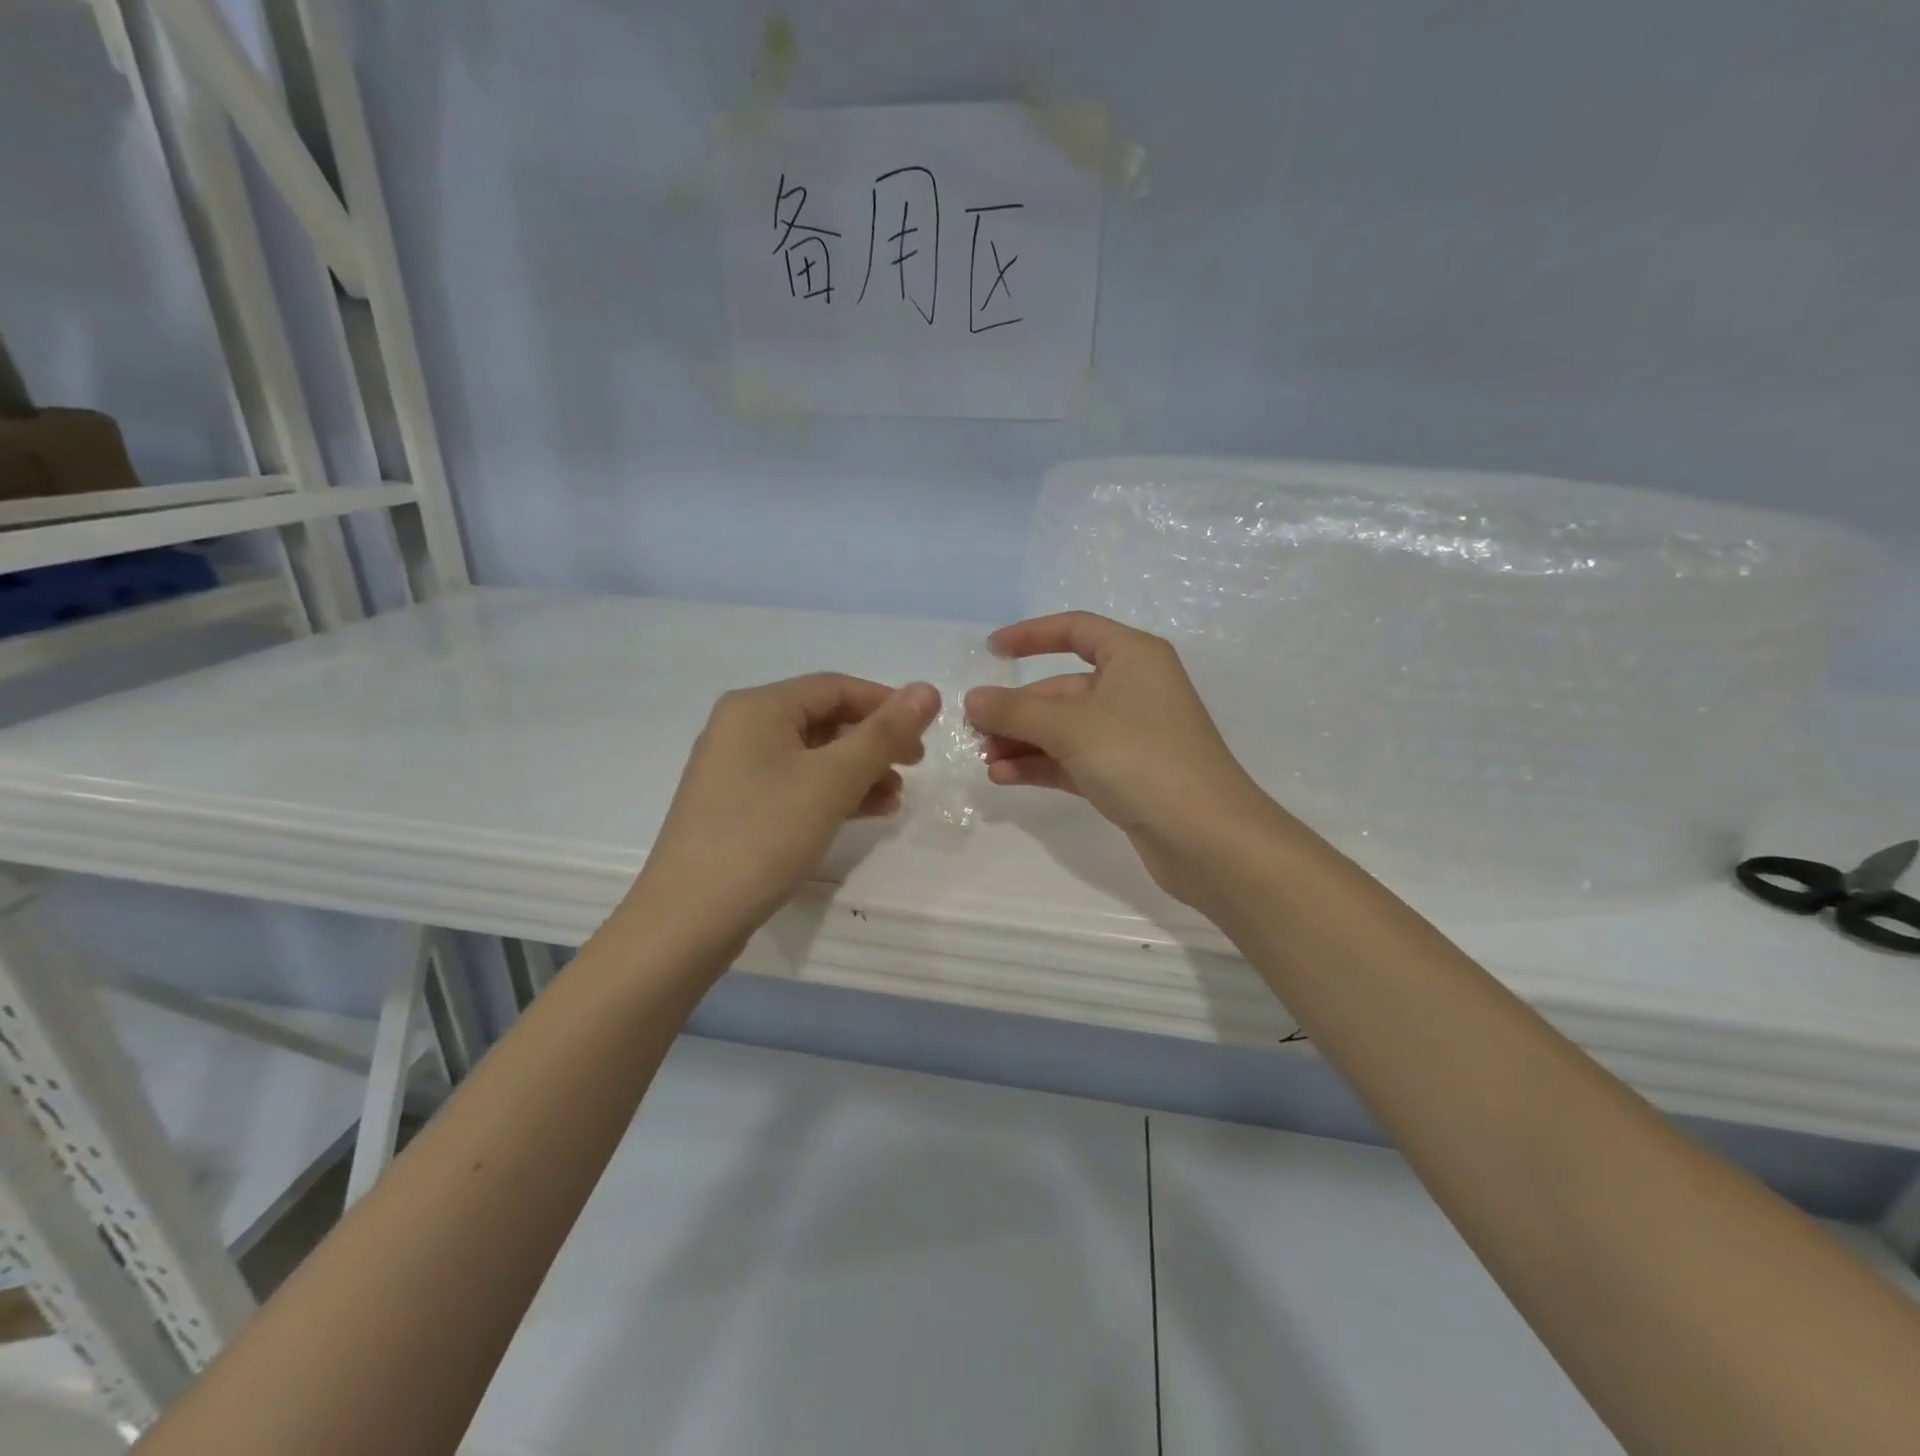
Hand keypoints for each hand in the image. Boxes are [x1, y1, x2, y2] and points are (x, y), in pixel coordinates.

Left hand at [625, 674, 940, 960]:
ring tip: (895, 798)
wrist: (689, 918)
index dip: (885, 703)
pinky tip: (865, 813)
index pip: (835, 687)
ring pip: (812, 756)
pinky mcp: (737, 807)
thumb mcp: (832, 780)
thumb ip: (883, 734)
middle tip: (914, 766)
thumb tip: (927, 689)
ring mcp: (736, 770)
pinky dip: (832, 794)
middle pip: (824, 720)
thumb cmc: (764, 834)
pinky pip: (795, 785)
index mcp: (758, 707)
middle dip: (873, 742)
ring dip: (858, 771)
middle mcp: (742, 728)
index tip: (925, 731)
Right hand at [964, 612, 1283, 914]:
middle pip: (1063, 688)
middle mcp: (1134, 690)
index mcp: (1133, 658)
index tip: (991, 651)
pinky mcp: (1127, 776)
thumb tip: (972, 699)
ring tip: (984, 759)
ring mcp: (1131, 736)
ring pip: (1065, 729)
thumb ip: (1016, 711)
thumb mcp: (1072, 728)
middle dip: (1018, 709)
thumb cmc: (1143, 760)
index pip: (1076, 630)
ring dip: (1023, 741)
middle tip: (974, 731)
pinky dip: (1041, 765)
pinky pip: (1074, 760)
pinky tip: (1004, 777)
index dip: (1031, 635)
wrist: (1208, 839)